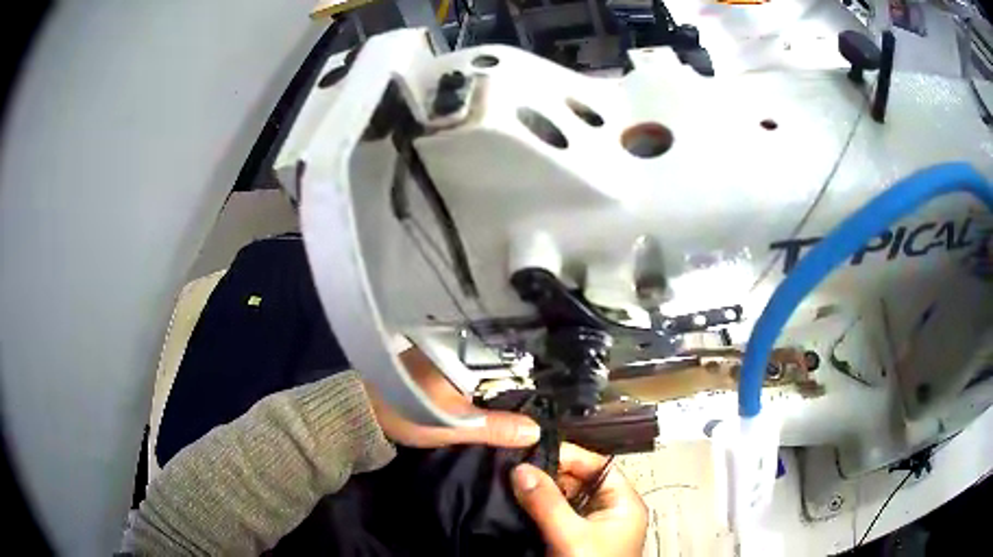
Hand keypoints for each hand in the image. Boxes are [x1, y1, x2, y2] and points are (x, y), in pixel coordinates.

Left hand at [367, 347, 540, 448]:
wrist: (364, 413)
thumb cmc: (408, 412)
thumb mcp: (455, 424)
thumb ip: (495, 427)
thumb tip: (536, 430)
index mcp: (463, 352)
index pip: (507, 360)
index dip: (527, 377)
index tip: (551, 391)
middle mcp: (456, 348)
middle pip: (496, 366)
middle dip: (514, 384)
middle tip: (541, 403)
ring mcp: (444, 357)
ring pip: (482, 372)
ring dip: (496, 388)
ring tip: (523, 404)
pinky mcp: (434, 369)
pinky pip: (467, 377)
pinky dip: (478, 389)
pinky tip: (491, 403)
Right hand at [512, 443, 647, 556]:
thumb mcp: (571, 536)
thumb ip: (547, 502)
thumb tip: (519, 468)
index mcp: (622, 502)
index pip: (596, 465)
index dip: (567, 455)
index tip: (530, 449)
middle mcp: (607, 510)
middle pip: (577, 480)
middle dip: (547, 473)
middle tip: (512, 465)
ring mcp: (588, 526)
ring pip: (562, 498)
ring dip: (538, 490)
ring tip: (508, 479)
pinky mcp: (571, 538)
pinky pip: (553, 515)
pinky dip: (536, 507)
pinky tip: (515, 501)